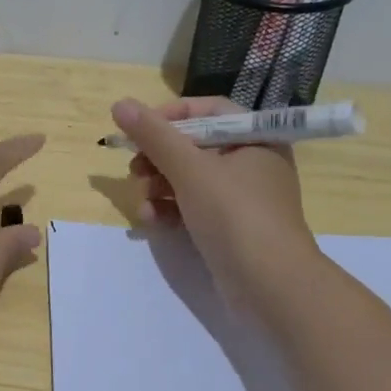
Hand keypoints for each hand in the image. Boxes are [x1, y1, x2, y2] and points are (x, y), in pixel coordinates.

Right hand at [113, 96, 317, 312]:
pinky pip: (193, 207)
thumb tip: (119, 104)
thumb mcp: (190, 169)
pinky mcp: (229, 227)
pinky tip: (151, 221)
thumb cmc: (235, 215)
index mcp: (254, 137)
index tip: (138, 131)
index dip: (169, 116)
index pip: (207, 110)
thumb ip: (154, 135)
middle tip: (135, 171)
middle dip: (157, 159)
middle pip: (193, 146)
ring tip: (142, 203)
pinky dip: (170, 210)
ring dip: (158, 187)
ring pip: (188, 178)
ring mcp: (241, 197)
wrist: (271, 286)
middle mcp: (250, 161)